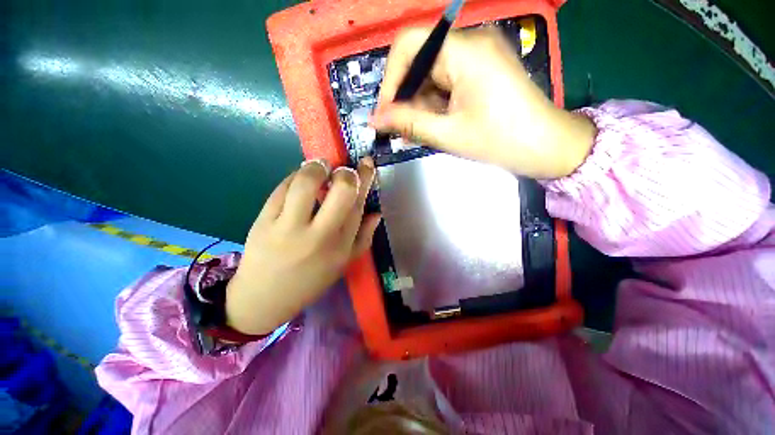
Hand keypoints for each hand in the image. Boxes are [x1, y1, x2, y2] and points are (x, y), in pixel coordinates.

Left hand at [225, 158, 380, 334]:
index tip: (366, 163)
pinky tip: (299, 178)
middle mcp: (319, 235)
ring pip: (306, 183)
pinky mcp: (264, 222)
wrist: (265, 299)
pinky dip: (294, 176)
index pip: (358, 205)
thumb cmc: (310, 280)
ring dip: (316, 167)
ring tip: (319, 166)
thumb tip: (376, 213)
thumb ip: (364, 237)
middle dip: (345, 172)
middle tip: (341, 169)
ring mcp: (289, 228)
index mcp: (341, 246)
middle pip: (340, 191)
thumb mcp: (344, 263)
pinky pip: (282, 189)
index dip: (365, 179)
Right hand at [371, 28, 595, 178]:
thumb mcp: (448, 134)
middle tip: (400, 130)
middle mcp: (470, 43)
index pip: (409, 45)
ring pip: (431, 76)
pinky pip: (446, 83)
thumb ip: (408, 123)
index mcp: (464, 51)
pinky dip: (434, 105)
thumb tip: (375, 119)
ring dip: (419, 105)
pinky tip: (432, 126)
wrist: (546, 146)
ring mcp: (477, 56)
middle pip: (419, 62)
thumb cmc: (500, 141)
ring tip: (415, 134)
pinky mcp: (480, 71)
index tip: (386, 113)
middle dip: (405, 98)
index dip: (390, 79)